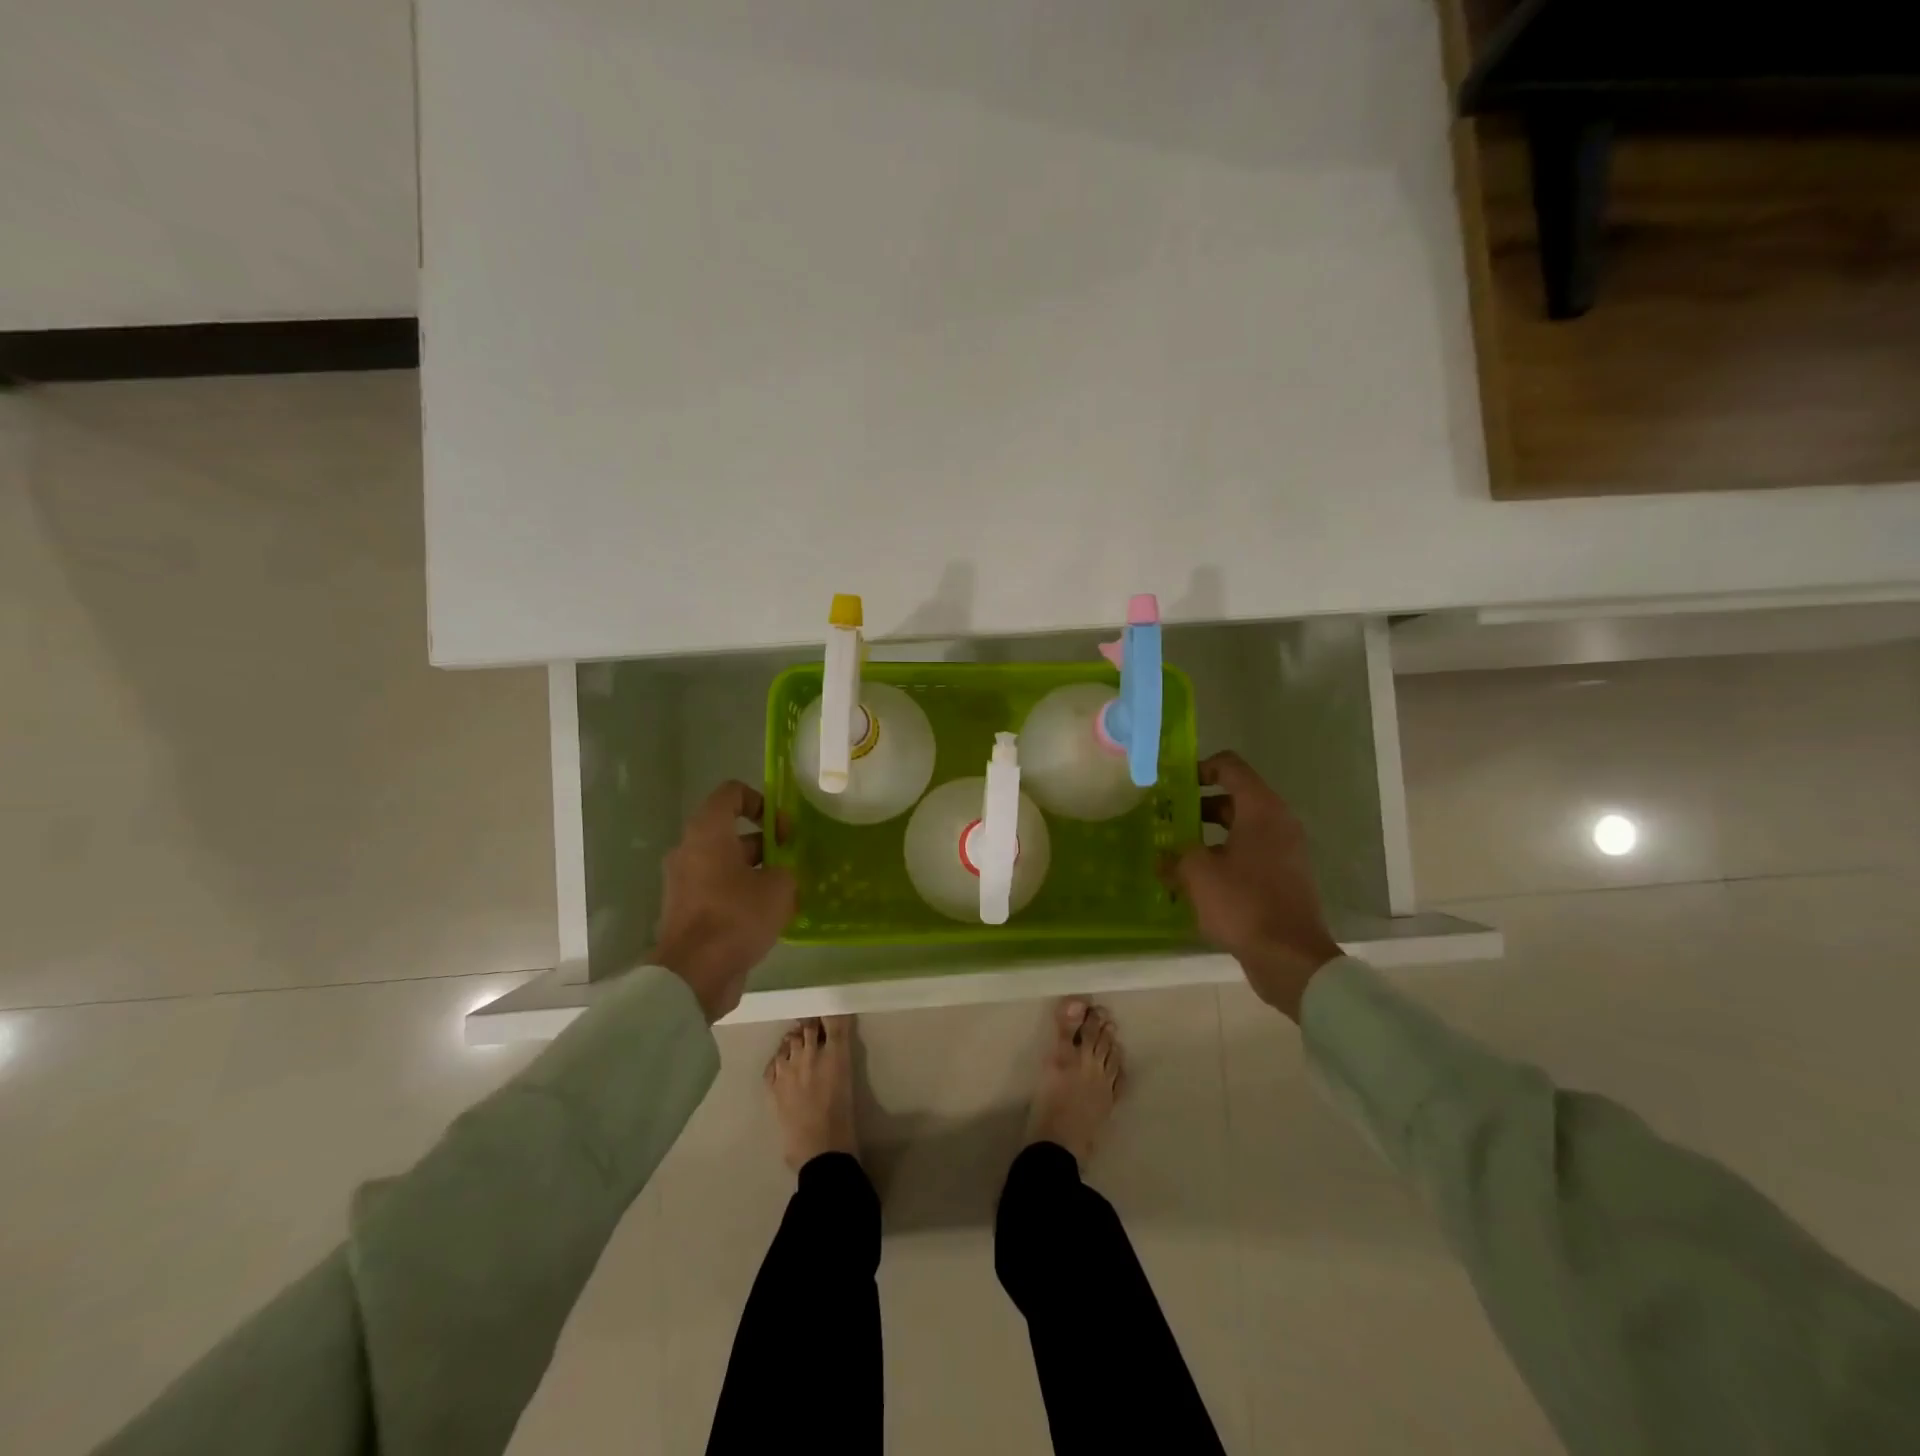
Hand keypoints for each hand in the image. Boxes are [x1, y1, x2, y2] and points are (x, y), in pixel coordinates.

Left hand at [649, 781, 796, 1022]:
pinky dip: (741, 895)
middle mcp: (689, 850)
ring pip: (726, 864)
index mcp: (707, 832)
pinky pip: (718, 890)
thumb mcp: (779, 887)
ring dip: (756, 872)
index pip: (731, 793)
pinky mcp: (686, 910)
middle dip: (765, 843)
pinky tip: (768, 918)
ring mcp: (684, 882)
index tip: (782, 828)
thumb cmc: (737, 916)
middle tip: (791, 863)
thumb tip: (780, 874)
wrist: (694, 973)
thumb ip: (786, 869)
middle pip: (731, 832)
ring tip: (786, 895)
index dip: (761, 801)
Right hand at [1168, 751, 1342, 1021]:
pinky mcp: (1283, 878)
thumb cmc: (1243, 903)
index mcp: (1261, 809)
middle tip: (1166, 818)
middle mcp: (1278, 823)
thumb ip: (1176, 856)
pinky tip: (1195, 879)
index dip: (1199, 768)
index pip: (1230, 767)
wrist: (1290, 957)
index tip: (1171, 785)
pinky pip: (1248, 854)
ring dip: (1207, 834)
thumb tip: (1164, 859)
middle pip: (1234, 798)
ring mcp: (1284, 851)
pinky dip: (1223, 857)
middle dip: (1197, 805)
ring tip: (1174, 850)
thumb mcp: (1197, 873)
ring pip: (1240, 828)